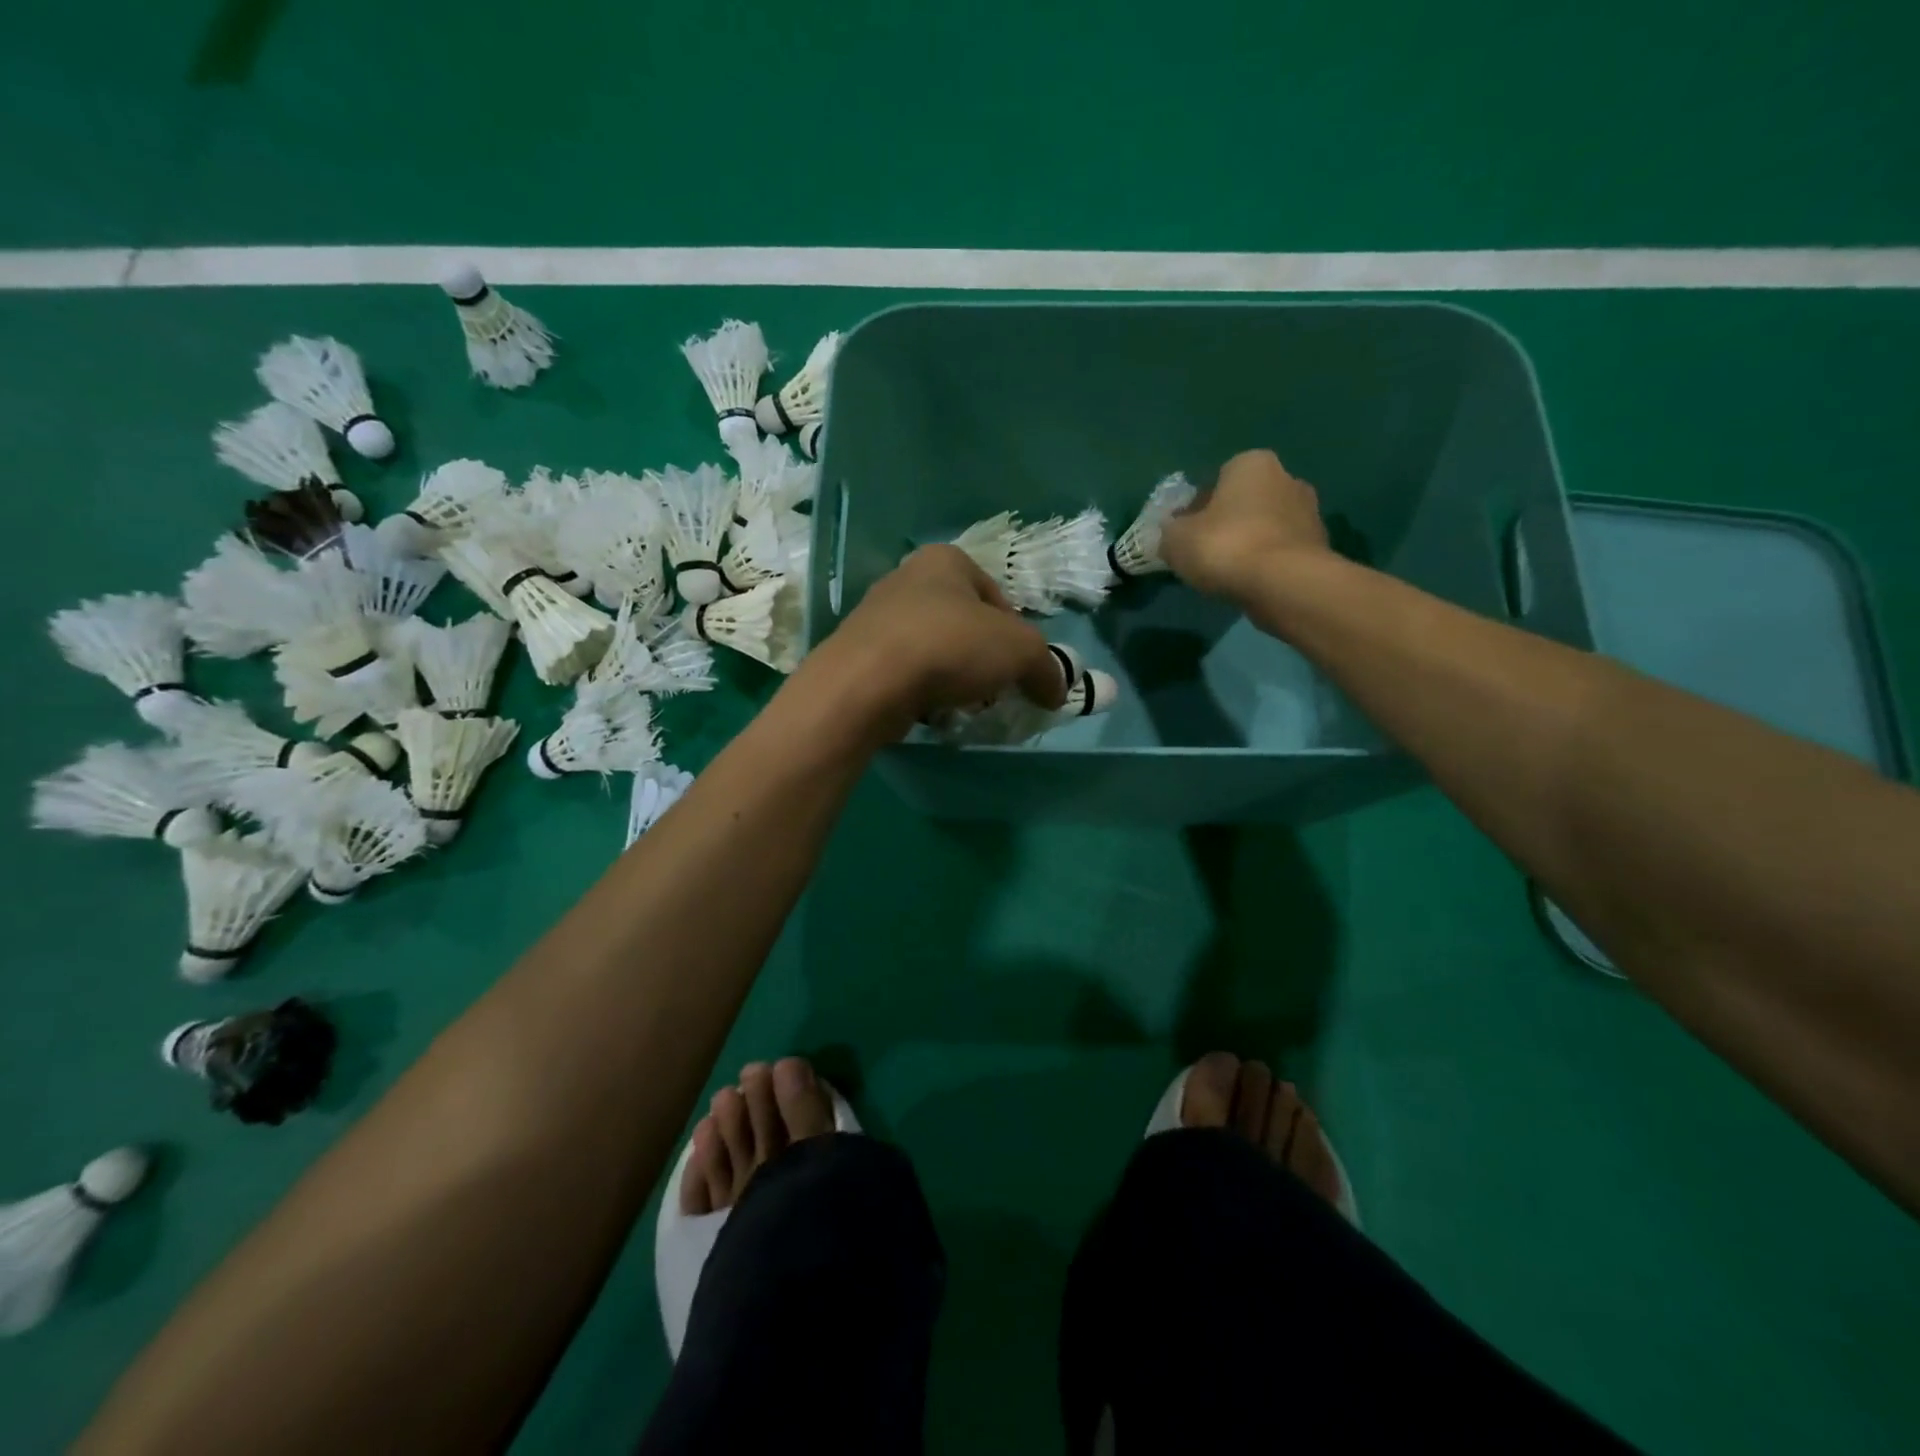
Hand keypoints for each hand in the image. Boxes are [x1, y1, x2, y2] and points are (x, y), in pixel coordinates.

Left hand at [802, 546, 1067, 738]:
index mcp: (945, 560)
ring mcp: (877, 617)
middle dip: (983, 660)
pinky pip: (905, 672)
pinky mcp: (859, 655)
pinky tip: (929, 711)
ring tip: (960, 704)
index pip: (997, 597)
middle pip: (965, 625)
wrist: (868, 682)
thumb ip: (1047, 668)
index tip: (1018, 669)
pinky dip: (922, 691)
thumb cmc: (950, 646)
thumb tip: (1056, 691)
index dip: (1016, 636)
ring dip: (954, 678)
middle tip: (992, 690)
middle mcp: (907, 579)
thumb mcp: (1020, 651)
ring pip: (935, 650)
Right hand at [1160, 450, 1331, 602]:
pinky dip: (1265, 564)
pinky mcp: (1319, 546)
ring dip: (1247, 544)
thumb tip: (1175, 532)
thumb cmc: (1225, 546)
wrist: (1284, 584)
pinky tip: (1250, 584)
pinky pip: (1280, 551)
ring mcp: (1309, 512)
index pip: (1215, 480)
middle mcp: (1286, 477)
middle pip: (1243, 502)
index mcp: (1251, 463)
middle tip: (1204, 554)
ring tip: (1226, 574)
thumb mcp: (1175, 539)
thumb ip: (1171, 531)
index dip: (1196, 508)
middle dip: (1225, 523)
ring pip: (1264, 527)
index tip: (1185, 534)